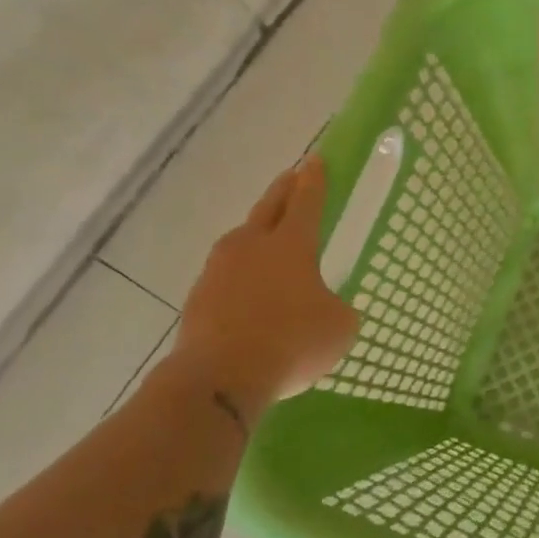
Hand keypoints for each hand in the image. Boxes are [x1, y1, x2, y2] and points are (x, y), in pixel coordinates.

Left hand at [169, 155, 358, 421]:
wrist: (220, 377)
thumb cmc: (291, 342)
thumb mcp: (339, 327)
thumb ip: (338, 309)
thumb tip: (326, 308)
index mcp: (291, 245)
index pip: (307, 202)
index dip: (315, 180)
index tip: (317, 160)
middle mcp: (252, 246)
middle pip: (270, 207)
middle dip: (284, 189)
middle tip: (293, 176)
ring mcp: (219, 270)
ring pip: (242, 239)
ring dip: (257, 232)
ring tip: (268, 236)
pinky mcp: (199, 297)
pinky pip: (226, 274)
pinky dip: (241, 274)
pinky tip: (250, 290)